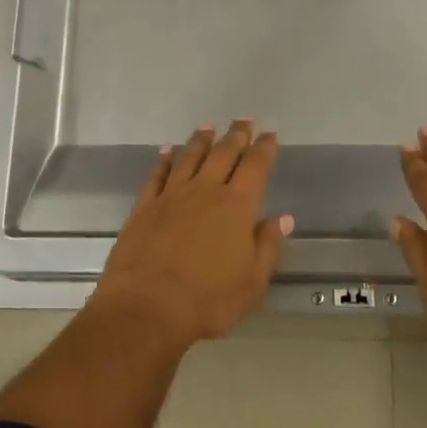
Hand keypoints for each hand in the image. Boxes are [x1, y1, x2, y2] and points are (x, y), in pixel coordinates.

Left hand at [93, 121, 293, 342]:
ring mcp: (171, 197)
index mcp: (236, 206)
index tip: (269, 135)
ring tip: (208, 127)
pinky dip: (164, 160)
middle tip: (243, 120)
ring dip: (200, 141)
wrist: (146, 306)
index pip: (255, 167)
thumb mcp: (252, 281)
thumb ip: (267, 245)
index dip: (263, 149)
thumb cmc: (208, 299)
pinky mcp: (143, 208)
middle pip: (223, 154)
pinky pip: (156, 175)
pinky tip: (167, 152)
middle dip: (235, 135)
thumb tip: (283, 218)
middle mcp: (204, 191)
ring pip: (189, 158)